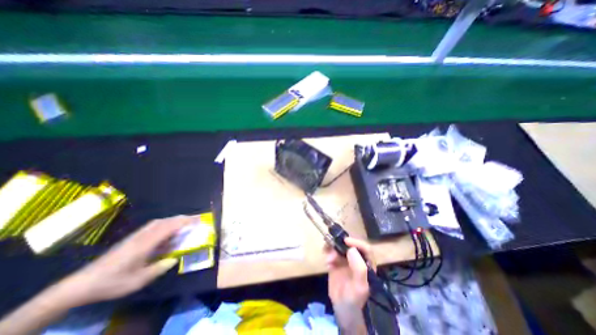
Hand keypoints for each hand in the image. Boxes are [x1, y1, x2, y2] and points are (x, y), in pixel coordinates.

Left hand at [55, 215, 190, 306]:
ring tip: (185, 223)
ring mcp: (137, 235)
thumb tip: (175, 259)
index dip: (185, 221)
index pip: (170, 227)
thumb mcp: (138, 281)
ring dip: (174, 220)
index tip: (198, 219)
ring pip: (160, 222)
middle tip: (195, 219)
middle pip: (166, 221)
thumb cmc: (113, 282)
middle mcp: (143, 235)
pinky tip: (168, 231)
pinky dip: (166, 224)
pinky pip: (154, 226)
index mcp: (146, 243)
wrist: (82, 283)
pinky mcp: (133, 237)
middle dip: (182, 218)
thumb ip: (159, 268)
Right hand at [326, 236, 376, 333]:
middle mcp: (356, 259)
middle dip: (340, 244)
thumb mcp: (359, 287)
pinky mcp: (335, 262)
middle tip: (332, 249)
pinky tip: (327, 262)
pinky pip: (331, 252)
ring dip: (332, 249)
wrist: (342, 310)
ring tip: (328, 260)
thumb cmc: (355, 300)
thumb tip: (351, 249)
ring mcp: (345, 260)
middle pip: (349, 244)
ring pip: (339, 246)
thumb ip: (359, 268)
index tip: (345, 241)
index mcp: (366, 264)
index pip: (364, 248)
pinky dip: (327, 253)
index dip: (356, 242)